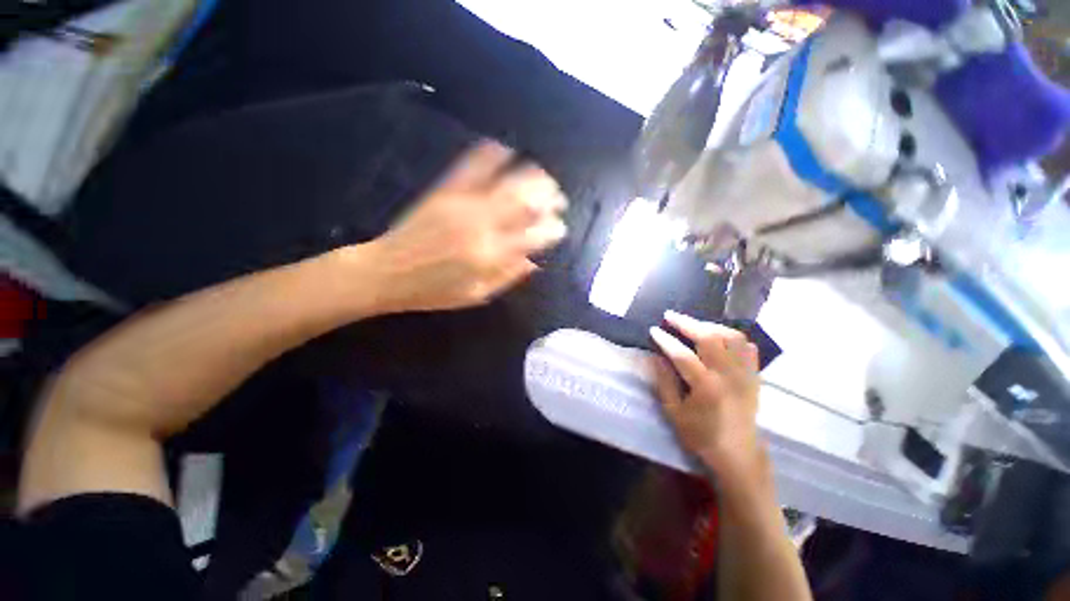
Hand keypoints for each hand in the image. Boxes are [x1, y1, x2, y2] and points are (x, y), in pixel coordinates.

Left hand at [364, 140, 567, 312]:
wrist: (386, 272)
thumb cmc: (432, 291)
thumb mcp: (475, 295)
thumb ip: (507, 277)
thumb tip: (534, 263)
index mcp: (490, 256)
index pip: (533, 237)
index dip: (552, 230)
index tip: (560, 227)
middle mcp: (482, 227)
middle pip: (525, 204)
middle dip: (548, 198)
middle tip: (558, 198)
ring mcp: (463, 205)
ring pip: (505, 184)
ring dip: (529, 177)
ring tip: (542, 177)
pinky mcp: (444, 192)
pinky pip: (470, 168)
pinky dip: (489, 155)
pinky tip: (503, 147)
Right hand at [649, 311, 766, 485]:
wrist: (738, 454)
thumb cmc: (701, 435)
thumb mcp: (674, 413)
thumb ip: (664, 382)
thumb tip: (656, 356)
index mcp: (706, 387)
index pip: (683, 354)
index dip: (666, 340)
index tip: (654, 330)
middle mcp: (729, 376)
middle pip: (710, 338)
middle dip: (687, 323)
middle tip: (670, 316)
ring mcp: (745, 374)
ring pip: (732, 336)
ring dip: (710, 326)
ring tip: (693, 325)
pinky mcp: (754, 376)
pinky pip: (747, 347)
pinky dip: (732, 336)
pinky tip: (719, 338)